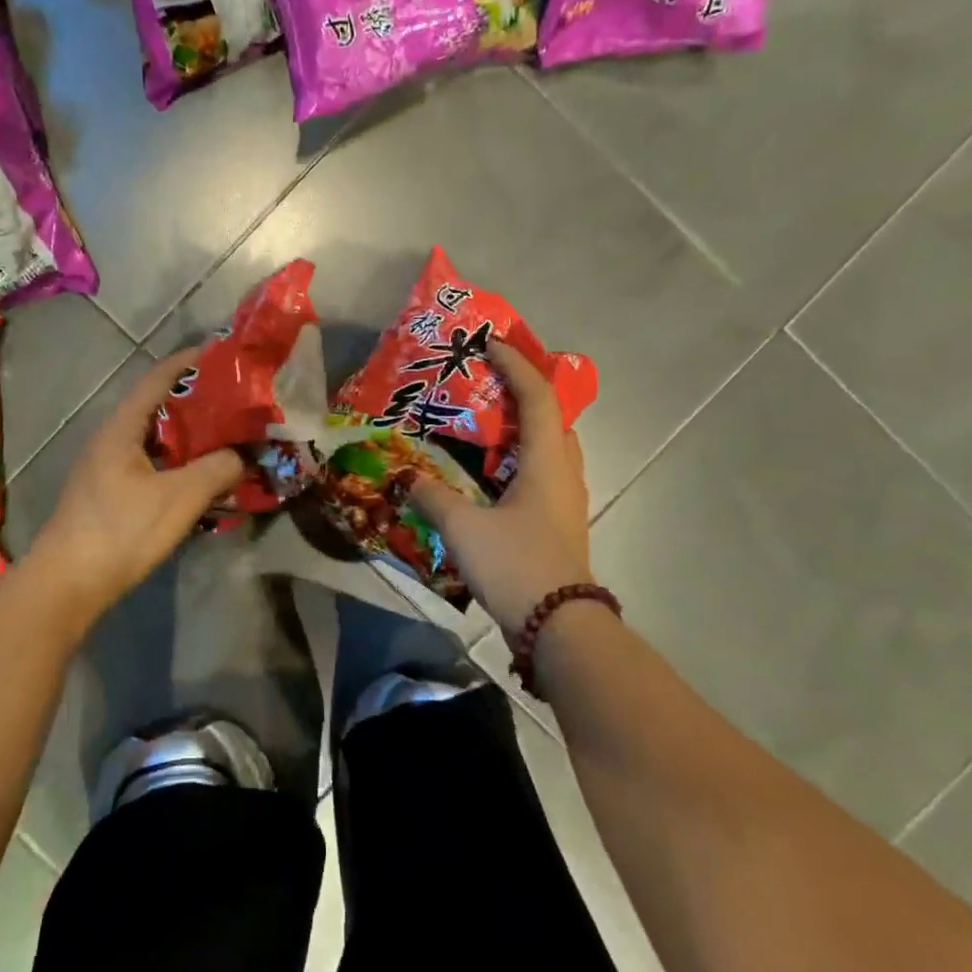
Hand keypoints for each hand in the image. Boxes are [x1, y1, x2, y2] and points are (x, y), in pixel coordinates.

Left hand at [30, 349, 244, 619]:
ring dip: (190, 435)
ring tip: (227, 436)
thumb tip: (241, 456)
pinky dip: (179, 462)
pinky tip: (201, 477)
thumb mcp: (179, 498)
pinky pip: (152, 463)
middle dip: (198, 401)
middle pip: (159, 406)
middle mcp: (112, 438)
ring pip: (156, 438)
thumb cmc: (121, 531)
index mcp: (122, 427)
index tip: (224, 355)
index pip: (159, 378)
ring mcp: (107, 466)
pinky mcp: (110, 492)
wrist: (66, 585)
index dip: (190, 362)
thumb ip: (216, 469)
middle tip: (237, 401)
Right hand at [408, 340, 596, 636]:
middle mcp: (564, 472)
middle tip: (486, 382)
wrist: (559, 628)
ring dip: (522, 425)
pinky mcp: (559, 521)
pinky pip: (542, 471)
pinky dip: (519, 456)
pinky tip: (490, 471)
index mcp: (546, 462)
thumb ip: (432, 497)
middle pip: (551, 416)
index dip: (515, 365)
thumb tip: (405, 477)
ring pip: (549, 445)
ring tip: (485, 421)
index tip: (490, 343)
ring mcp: (566, 499)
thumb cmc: (516, 566)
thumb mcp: (464, 529)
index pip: (537, 397)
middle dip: (522, 391)